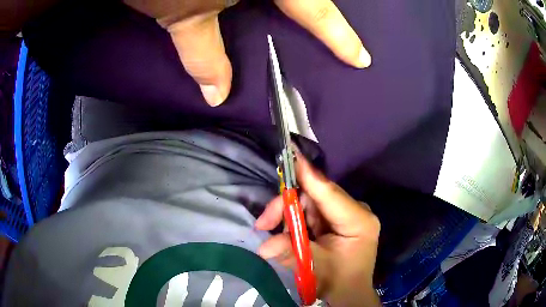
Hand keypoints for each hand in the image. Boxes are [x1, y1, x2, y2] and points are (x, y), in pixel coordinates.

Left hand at [123, 0, 371, 106]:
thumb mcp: (183, 16)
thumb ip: (204, 55)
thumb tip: (218, 97)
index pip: (316, 9)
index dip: (341, 37)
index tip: (362, 59)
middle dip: (324, 17)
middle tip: (333, 37)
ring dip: (301, 6)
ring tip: (303, 23)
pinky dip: (273, 4)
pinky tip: (266, 9)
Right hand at [255, 153, 380, 306]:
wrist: (349, 292)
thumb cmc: (339, 281)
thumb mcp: (315, 268)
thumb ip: (291, 253)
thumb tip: (263, 246)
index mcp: (358, 220)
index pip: (329, 193)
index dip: (308, 175)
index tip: (292, 154)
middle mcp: (355, 211)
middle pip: (315, 196)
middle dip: (287, 206)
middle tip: (264, 223)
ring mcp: (346, 214)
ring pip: (310, 203)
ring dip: (288, 215)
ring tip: (272, 231)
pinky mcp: (337, 219)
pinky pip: (311, 212)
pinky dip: (295, 221)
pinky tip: (287, 233)